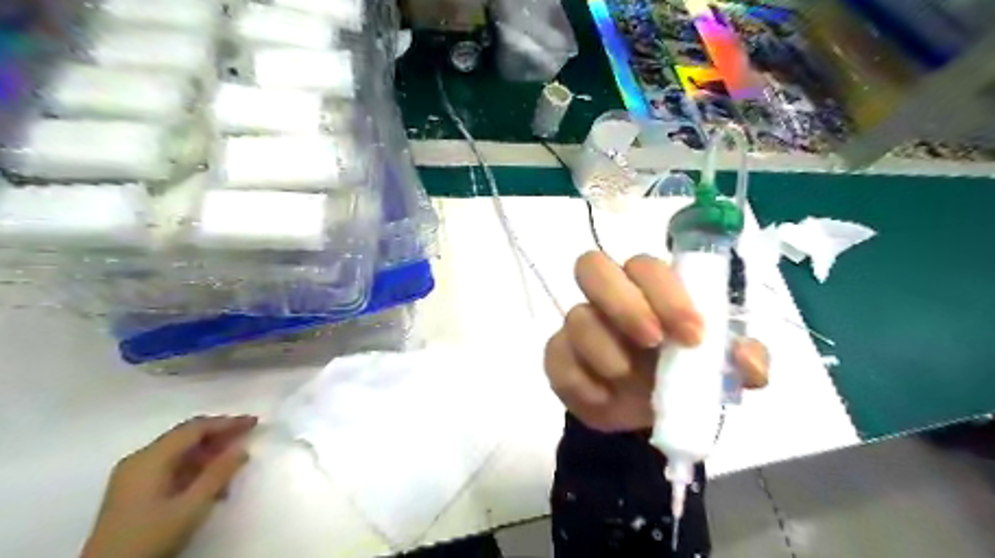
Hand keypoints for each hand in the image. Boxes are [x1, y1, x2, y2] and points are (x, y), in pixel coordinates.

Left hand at [81, 414, 255, 557]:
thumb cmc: (149, 537)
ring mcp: (132, 475)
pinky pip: (170, 467)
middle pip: (186, 437)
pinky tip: (211, 483)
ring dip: (209, 455)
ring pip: (179, 452)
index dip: (227, 423)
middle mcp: (139, 460)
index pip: (194, 429)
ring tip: (234, 466)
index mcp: (149, 458)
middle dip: (219, 435)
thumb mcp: (191, 506)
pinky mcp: (133, 491)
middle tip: (248, 435)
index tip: (254, 422)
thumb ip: (218, 474)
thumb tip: (242, 448)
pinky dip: (194, 468)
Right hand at [544, 251, 768, 430]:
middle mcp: (607, 296)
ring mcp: (579, 323)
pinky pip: (557, 357)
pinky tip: (603, 397)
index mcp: (647, 288)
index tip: (693, 334)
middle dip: (624, 303)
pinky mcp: (558, 355)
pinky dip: (582, 381)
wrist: (640, 415)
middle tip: (652, 341)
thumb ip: (741, 359)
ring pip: (577, 316)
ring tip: (628, 379)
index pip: (645, 267)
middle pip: (592, 266)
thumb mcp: (720, 368)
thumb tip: (747, 361)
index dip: (666, 293)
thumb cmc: (682, 375)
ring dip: (606, 349)